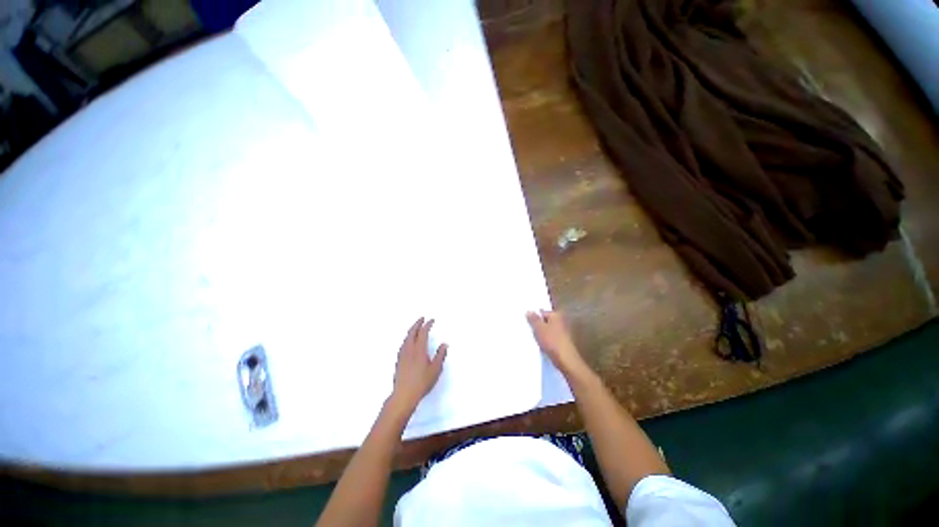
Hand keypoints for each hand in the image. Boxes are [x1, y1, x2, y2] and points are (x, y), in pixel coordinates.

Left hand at [391, 318, 447, 409]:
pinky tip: (409, 341)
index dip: (428, 324)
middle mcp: (409, 349)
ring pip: (406, 337)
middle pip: (412, 332)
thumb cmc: (421, 382)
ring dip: (412, 330)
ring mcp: (402, 354)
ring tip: (416, 328)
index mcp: (419, 349)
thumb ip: (440, 355)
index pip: (423, 332)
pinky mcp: (398, 360)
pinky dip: (408, 338)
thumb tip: (444, 344)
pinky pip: (403, 343)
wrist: (404, 395)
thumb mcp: (436, 369)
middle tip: (422, 318)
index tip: (431, 320)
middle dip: (417, 323)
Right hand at [526, 310, 585, 374]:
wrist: (565, 360)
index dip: (534, 317)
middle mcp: (561, 322)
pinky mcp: (562, 342)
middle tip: (528, 329)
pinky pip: (551, 338)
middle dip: (538, 325)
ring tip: (533, 338)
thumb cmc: (552, 341)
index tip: (527, 322)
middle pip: (546, 321)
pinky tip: (540, 345)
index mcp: (556, 315)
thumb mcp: (539, 328)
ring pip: (548, 330)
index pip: (542, 312)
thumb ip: (533, 319)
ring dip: (541, 334)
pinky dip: (545, 340)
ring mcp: (563, 333)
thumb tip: (529, 311)